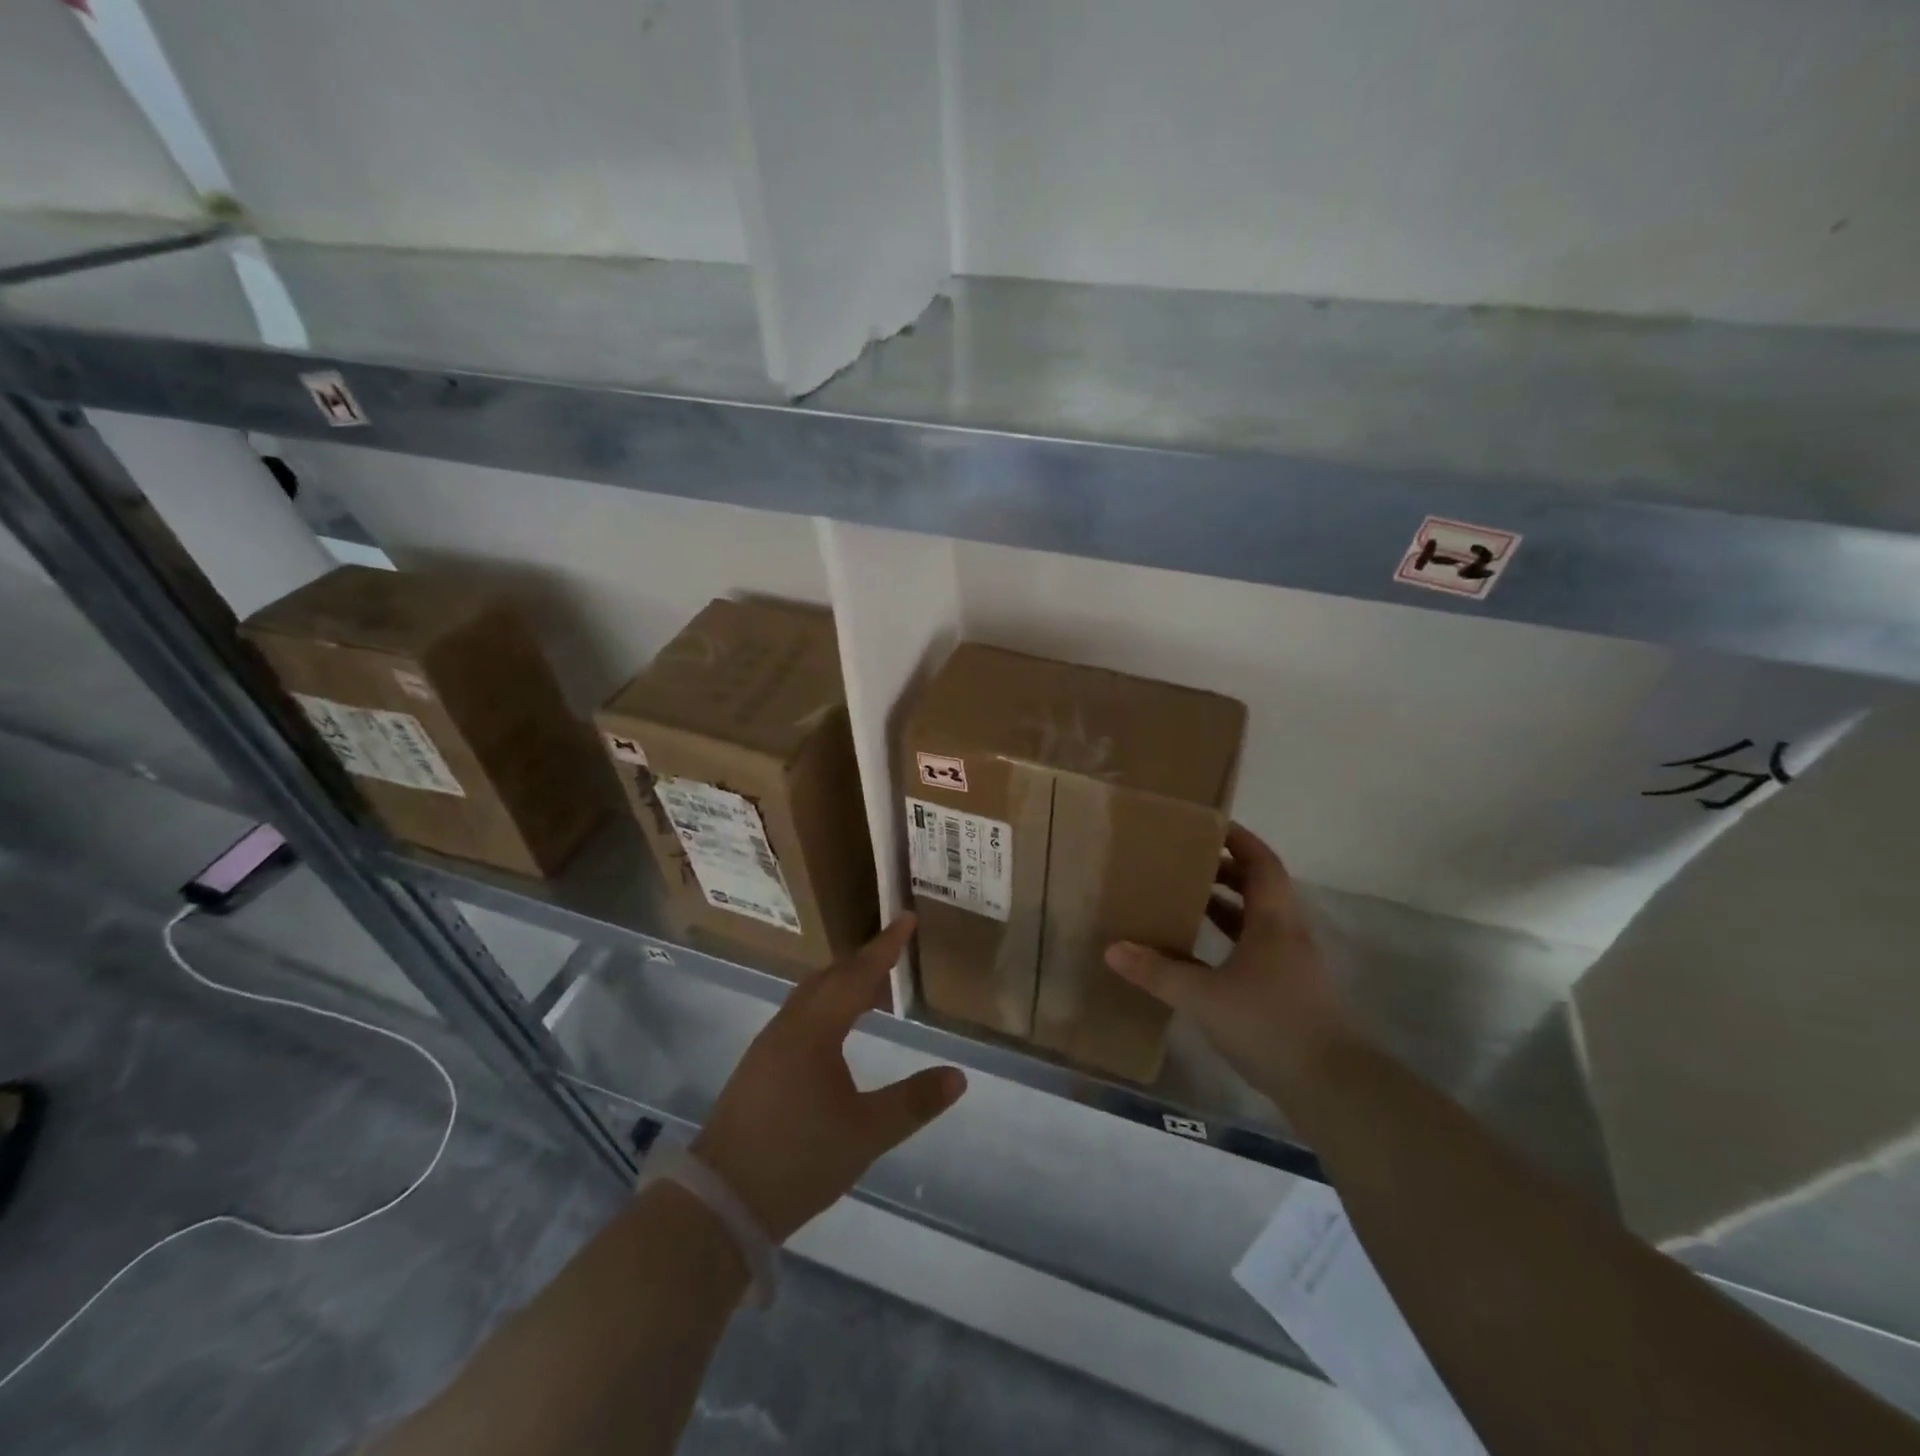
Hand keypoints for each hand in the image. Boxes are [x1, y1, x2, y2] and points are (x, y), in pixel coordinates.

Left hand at [692, 915, 966, 1242]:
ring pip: (810, 997)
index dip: (886, 946)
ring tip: (872, 993)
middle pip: (829, 978)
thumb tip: (958, 1077)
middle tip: (894, 955)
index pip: (857, 975)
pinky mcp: (757, 1069)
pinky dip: (825, 1007)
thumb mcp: (866, 1134)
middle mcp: (788, 1027)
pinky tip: (835, 1035)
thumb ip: (913, 1102)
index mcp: (814, 1030)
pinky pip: (799, 1017)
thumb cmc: (798, 1159)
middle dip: (863, 963)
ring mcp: (767, 1047)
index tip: (907, 917)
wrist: (720, 1202)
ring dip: (842, 985)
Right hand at [1105, 824, 1358, 1103]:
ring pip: (1258, 922)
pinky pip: (1257, 950)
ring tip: (1188, 901)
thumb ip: (1158, 972)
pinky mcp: (1291, 994)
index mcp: (1274, 921)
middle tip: (1186, 863)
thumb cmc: (1271, 1024)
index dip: (1239, 840)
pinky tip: (1203, 957)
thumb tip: (1113, 949)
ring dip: (1228, 907)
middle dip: (1226, 871)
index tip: (1210, 825)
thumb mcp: (1204, 997)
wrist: (1335, 1089)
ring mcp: (1293, 967)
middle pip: (1260, 888)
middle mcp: (1287, 935)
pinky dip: (1231, 941)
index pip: (1262, 863)